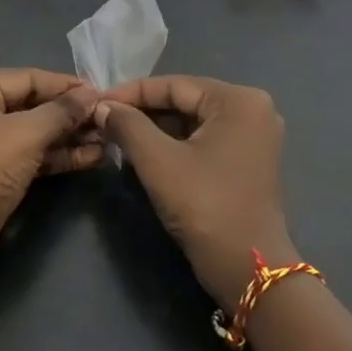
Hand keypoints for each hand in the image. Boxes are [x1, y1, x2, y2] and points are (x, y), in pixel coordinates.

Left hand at [0, 69, 102, 274]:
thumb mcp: (26, 134)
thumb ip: (62, 111)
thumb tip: (93, 94)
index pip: (28, 78)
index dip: (67, 86)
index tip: (103, 93)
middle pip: (30, 104)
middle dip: (70, 115)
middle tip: (109, 119)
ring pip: (30, 132)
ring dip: (67, 137)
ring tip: (107, 140)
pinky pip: (26, 154)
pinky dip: (53, 156)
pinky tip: (90, 158)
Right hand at [97, 76, 295, 306]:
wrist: (245, 265)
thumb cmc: (204, 204)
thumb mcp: (158, 161)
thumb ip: (128, 125)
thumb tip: (102, 106)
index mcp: (239, 100)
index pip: (175, 85)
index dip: (131, 93)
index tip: (96, 102)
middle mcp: (254, 110)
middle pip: (186, 101)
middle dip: (143, 111)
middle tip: (104, 120)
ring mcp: (255, 137)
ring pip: (194, 122)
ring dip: (156, 129)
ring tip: (117, 135)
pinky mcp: (249, 162)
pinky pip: (205, 141)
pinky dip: (175, 144)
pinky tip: (145, 152)